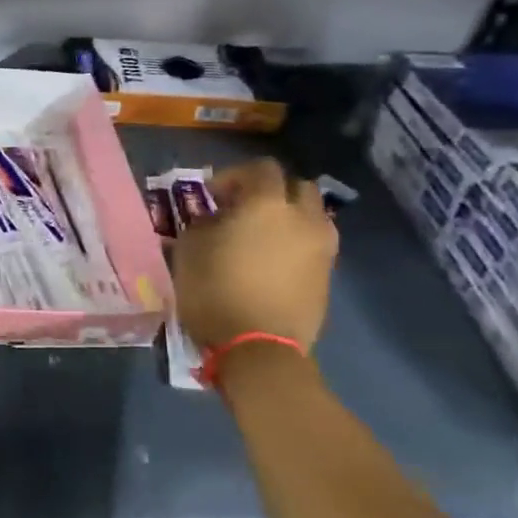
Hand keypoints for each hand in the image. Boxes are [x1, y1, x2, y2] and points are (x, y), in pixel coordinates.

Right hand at [172, 158, 337, 351]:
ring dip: (289, 217)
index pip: (261, 168)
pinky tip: (273, 262)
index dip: (234, 175)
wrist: (259, 348)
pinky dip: (296, 243)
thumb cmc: (215, 290)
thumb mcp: (190, 249)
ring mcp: (322, 248)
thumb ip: (203, 223)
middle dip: (270, 191)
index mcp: (267, 204)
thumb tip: (215, 219)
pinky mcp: (328, 276)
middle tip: (242, 209)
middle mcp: (303, 218)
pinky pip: (315, 244)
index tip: (212, 195)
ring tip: (262, 236)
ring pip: (312, 215)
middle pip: (296, 187)